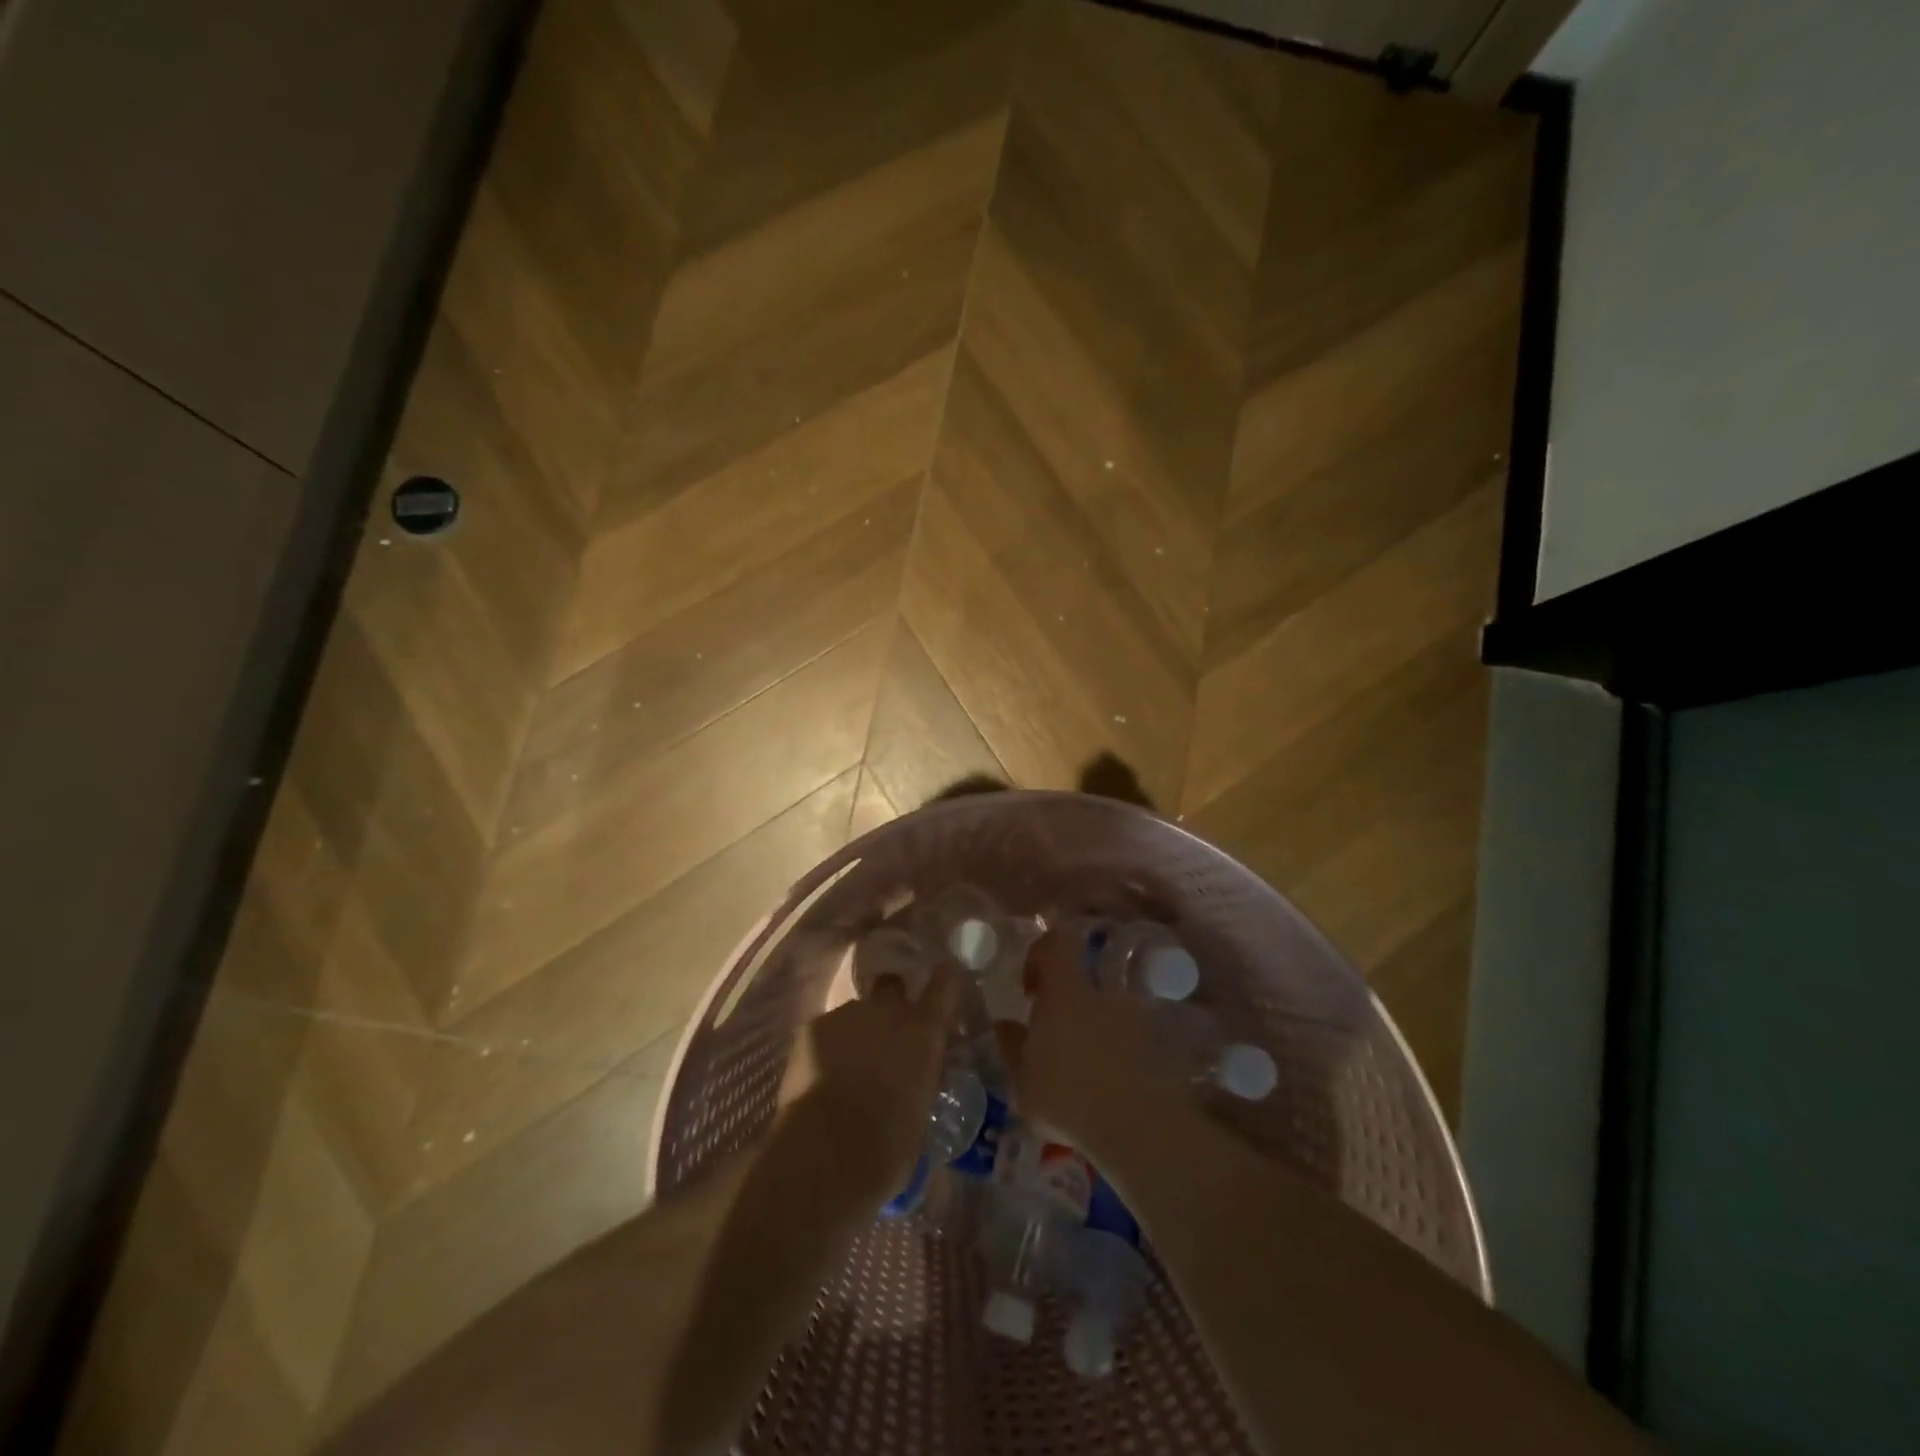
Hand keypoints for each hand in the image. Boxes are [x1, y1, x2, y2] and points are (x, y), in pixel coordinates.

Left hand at [778, 963, 960, 1202]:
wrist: (828, 1149)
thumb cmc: (889, 1143)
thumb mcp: (921, 1109)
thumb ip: (919, 1079)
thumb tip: (912, 1079)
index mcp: (924, 1031)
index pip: (945, 985)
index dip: (945, 979)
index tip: (946, 976)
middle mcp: (888, 1010)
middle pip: (892, 986)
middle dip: (889, 1003)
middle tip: (884, 1036)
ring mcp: (847, 1013)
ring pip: (855, 1013)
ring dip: (855, 1033)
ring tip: (844, 1072)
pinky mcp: (812, 1026)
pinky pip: (824, 1031)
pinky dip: (824, 1049)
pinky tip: (818, 1080)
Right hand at [998, 929, 1186, 1167]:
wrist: (1140, 1128)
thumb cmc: (1068, 1099)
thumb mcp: (1024, 1082)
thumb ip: (1012, 1048)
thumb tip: (1004, 1025)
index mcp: (1065, 991)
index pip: (1057, 942)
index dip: (1040, 954)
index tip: (1030, 988)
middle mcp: (1102, 993)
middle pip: (1084, 976)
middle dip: (1067, 998)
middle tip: (1054, 1032)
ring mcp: (1134, 1017)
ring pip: (1107, 1008)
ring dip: (1093, 1026)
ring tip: (1082, 1065)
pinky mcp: (1157, 1044)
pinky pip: (1129, 1035)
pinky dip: (1117, 1050)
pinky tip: (1108, 1084)